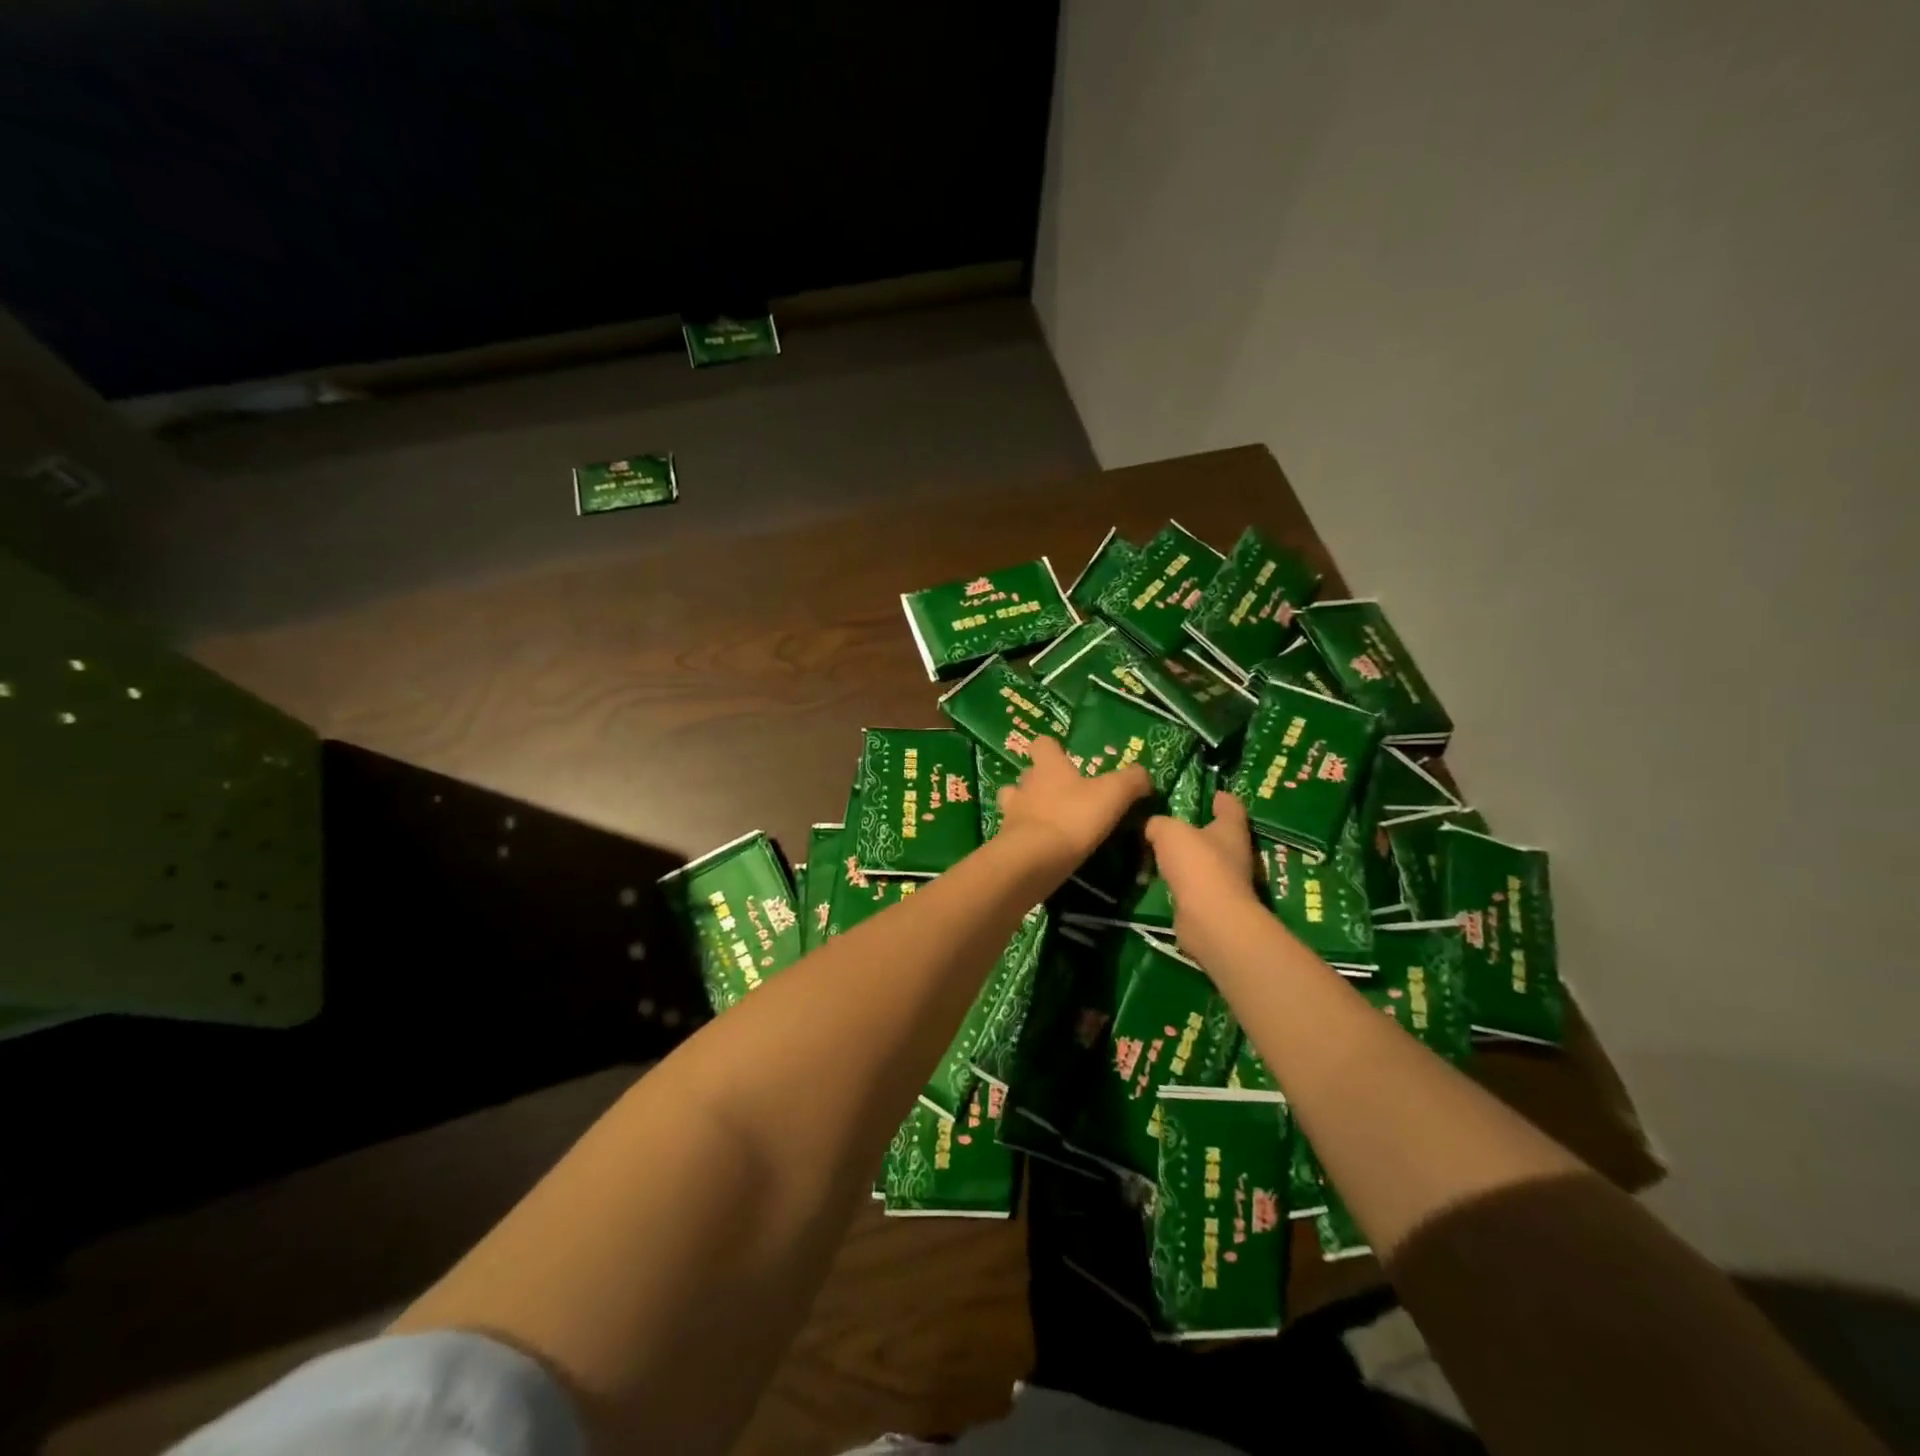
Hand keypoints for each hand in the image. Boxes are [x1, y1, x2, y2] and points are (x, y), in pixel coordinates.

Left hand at [996, 736, 1150, 875]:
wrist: (1034, 860)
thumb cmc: (1073, 817)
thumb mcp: (1114, 794)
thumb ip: (1131, 780)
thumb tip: (1142, 776)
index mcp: (1048, 766)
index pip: (1042, 744)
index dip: (1053, 748)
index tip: (1066, 758)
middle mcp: (1025, 785)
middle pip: (1028, 774)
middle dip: (1041, 782)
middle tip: (1064, 796)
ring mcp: (1011, 814)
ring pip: (1015, 803)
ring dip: (1028, 809)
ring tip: (1049, 822)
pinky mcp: (1007, 842)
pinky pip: (1015, 833)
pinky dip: (1027, 838)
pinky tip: (1044, 848)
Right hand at [1146, 791, 1262, 951]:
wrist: (1209, 919)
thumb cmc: (1197, 864)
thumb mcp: (1169, 831)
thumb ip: (1158, 823)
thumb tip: (1152, 826)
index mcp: (1231, 829)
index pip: (1231, 806)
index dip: (1221, 797)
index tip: (1211, 793)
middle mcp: (1234, 854)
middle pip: (1218, 835)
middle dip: (1199, 829)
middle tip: (1171, 821)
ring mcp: (1225, 882)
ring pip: (1204, 862)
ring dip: (1187, 858)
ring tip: (1159, 850)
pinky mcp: (1211, 905)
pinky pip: (1192, 885)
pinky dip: (1179, 881)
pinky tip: (1159, 877)